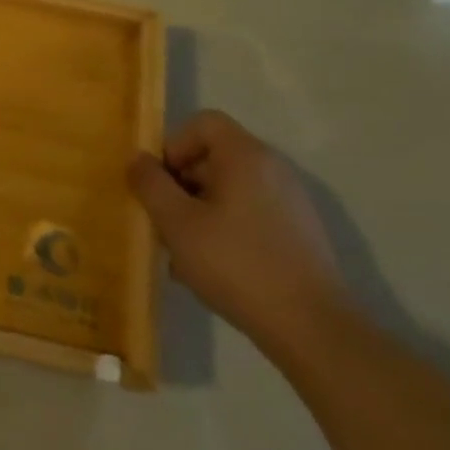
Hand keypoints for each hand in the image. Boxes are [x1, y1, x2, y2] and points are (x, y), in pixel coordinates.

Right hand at [128, 109, 351, 356]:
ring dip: (196, 212)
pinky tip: (208, 269)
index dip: (173, 145)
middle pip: (213, 157)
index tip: (159, 184)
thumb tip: (138, 159)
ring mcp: (289, 202)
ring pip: (227, 190)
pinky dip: (222, 230)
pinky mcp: (296, 233)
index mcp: (246, 156)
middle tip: (162, 222)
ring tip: (181, 253)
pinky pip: (247, 214)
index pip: (203, 123)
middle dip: (179, 185)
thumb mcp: (177, 223)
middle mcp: (273, 169)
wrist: (311, 327)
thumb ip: (151, 184)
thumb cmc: (236, 264)